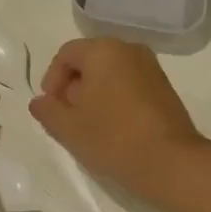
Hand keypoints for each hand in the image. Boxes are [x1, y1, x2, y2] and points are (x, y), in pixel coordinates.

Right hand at [27, 38, 203, 199]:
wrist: (171, 162)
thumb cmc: (113, 138)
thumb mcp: (68, 128)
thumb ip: (47, 111)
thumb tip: (39, 101)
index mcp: (103, 50)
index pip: (66, 54)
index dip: (52, 80)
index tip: (51, 109)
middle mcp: (129, 49)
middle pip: (89, 61)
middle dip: (73, 87)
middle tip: (69, 119)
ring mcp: (151, 67)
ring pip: (111, 73)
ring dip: (95, 94)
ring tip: (91, 126)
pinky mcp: (165, 87)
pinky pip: (130, 83)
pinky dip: (116, 98)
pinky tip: (114, 128)